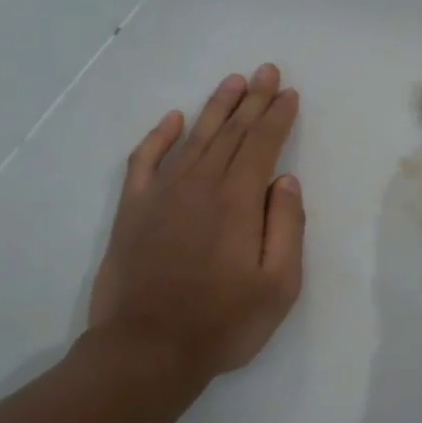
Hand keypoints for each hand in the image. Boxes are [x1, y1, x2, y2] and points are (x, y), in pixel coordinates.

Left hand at [89, 64, 304, 385]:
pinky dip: (159, 136)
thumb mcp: (278, 286)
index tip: (289, 93)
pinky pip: (145, 160)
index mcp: (237, 202)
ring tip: (232, 82)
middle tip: (267, 71)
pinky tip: (173, 119)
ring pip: (194, 138)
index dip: (277, 117)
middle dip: (252, 100)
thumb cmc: (221, 324)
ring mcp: (161, 195)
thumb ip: (286, 227)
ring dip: (215, 108)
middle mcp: (199, 185)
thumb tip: (285, 180)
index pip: (262, 145)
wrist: (146, 350)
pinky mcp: (132, 210)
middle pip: (231, 133)